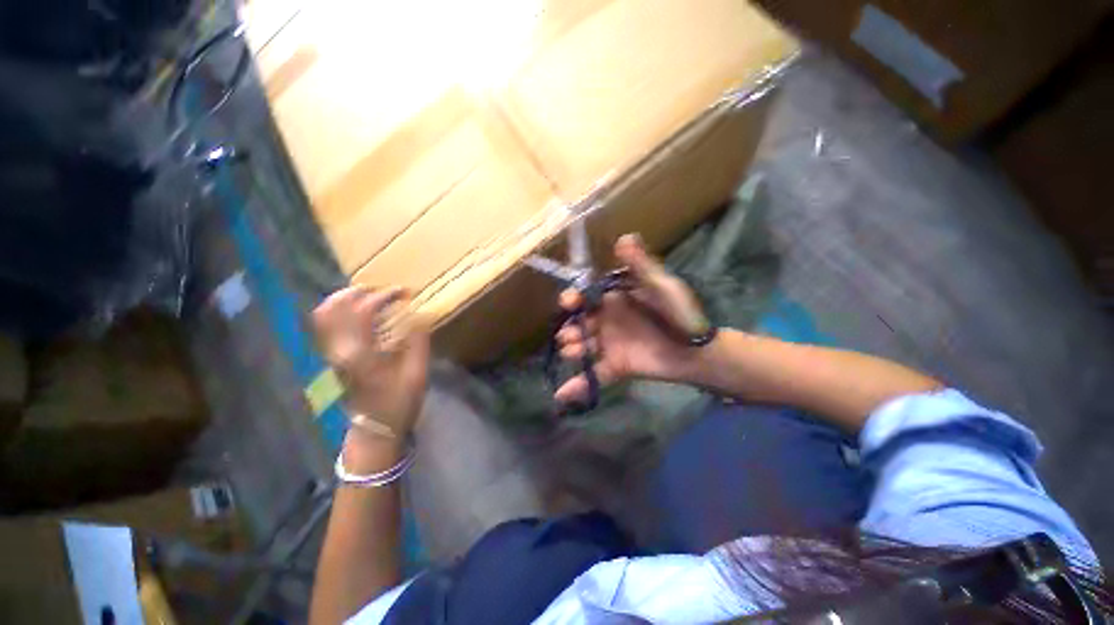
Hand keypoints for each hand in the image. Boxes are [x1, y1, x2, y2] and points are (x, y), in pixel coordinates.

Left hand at [312, 286, 429, 444]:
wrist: (375, 431)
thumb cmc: (398, 404)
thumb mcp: (417, 373)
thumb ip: (418, 341)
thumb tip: (420, 315)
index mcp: (360, 353)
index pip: (363, 311)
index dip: (384, 296)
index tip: (405, 292)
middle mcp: (338, 351)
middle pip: (331, 310)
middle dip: (356, 292)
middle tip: (381, 289)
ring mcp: (332, 356)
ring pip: (324, 318)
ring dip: (345, 301)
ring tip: (370, 296)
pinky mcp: (333, 360)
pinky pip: (329, 328)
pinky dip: (341, 314)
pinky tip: (362, 315)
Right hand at [554, 234, 711, 403]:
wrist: (697, 349)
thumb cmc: (679, 313)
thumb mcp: (661, 284)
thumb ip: (641, 264)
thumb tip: (624, 237)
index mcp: (614, 299)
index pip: (587, 297)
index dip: (574, 299)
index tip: (568, 302)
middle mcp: (607, 321)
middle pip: (580, 324)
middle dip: (570, 329)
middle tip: (568, 336)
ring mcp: (610, 344)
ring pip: (583, 347)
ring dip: (573, 350)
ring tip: (571, 352)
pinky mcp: (616, 366)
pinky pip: (595, 374)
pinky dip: (579, 385)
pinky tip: (561, 396)